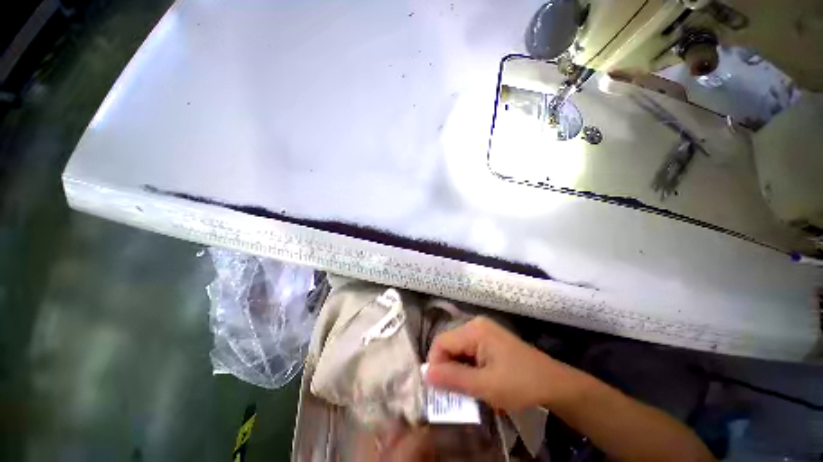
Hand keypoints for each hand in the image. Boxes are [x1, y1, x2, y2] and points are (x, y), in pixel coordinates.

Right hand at [425, 317, 564, 411]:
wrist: (554, 386)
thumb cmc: (520, 384)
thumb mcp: (483, 385)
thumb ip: (451, 378)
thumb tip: (425, 374)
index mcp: (475, 330)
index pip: (439, 345)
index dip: (436, 368)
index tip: (442, 391)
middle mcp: (479, 328)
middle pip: (448, 349)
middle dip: (447, 373)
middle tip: (454, 396)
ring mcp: (488, 338)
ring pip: (459, 357)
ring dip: (459, 377)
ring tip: (467, 395)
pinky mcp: (495, 349)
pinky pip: (471, 361)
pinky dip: (470, 376)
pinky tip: (479, 390)